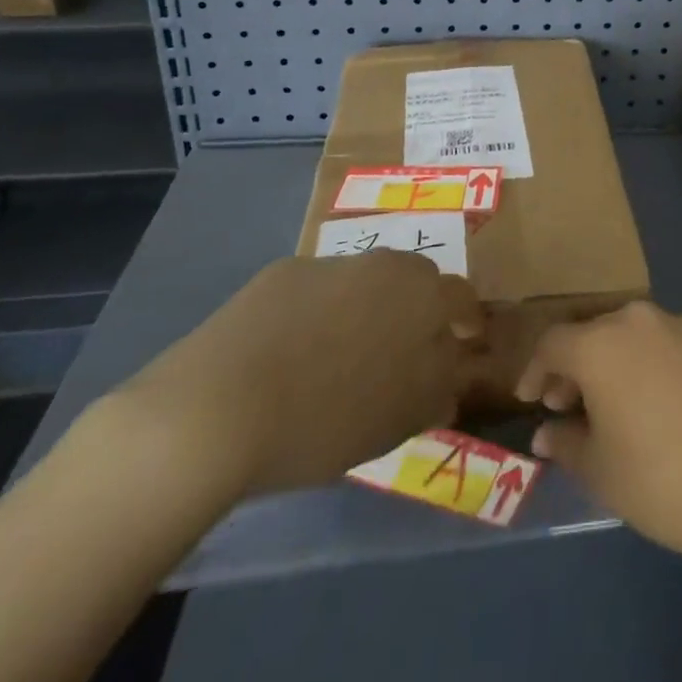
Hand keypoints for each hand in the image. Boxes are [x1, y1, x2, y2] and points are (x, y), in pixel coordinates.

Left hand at [107, 253, 482, 502]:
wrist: (215, 408)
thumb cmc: (327, 416)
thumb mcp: (402, 418)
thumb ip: (440, 389)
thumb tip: (451, 378)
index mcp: (421, 293)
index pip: (461, 297)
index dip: (466, 321)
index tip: (464, 344)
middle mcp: (381, 263)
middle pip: (414, 280)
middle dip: (417, 310)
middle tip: (403, 353)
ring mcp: (327, 263)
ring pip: (363, 283)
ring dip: (366, 310)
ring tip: (343, 358)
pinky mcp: (278, 275)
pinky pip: (315, 292)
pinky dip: (317, 315)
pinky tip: (293, 356)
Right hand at [515, 302, 681, 566]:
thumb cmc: (662, 480)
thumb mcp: (600, 471)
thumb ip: (565, 442)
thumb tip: (548, 431)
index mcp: (601, 343)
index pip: (552, 343)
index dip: (534, 370)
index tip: (531, 399)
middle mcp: (639, 320)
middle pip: (594, 334)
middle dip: (575, 367)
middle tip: (569, 405)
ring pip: (634, 336)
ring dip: (616, 363)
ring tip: (616, 405)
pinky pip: (669, 344)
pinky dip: (654, 365)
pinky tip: (663, 404)